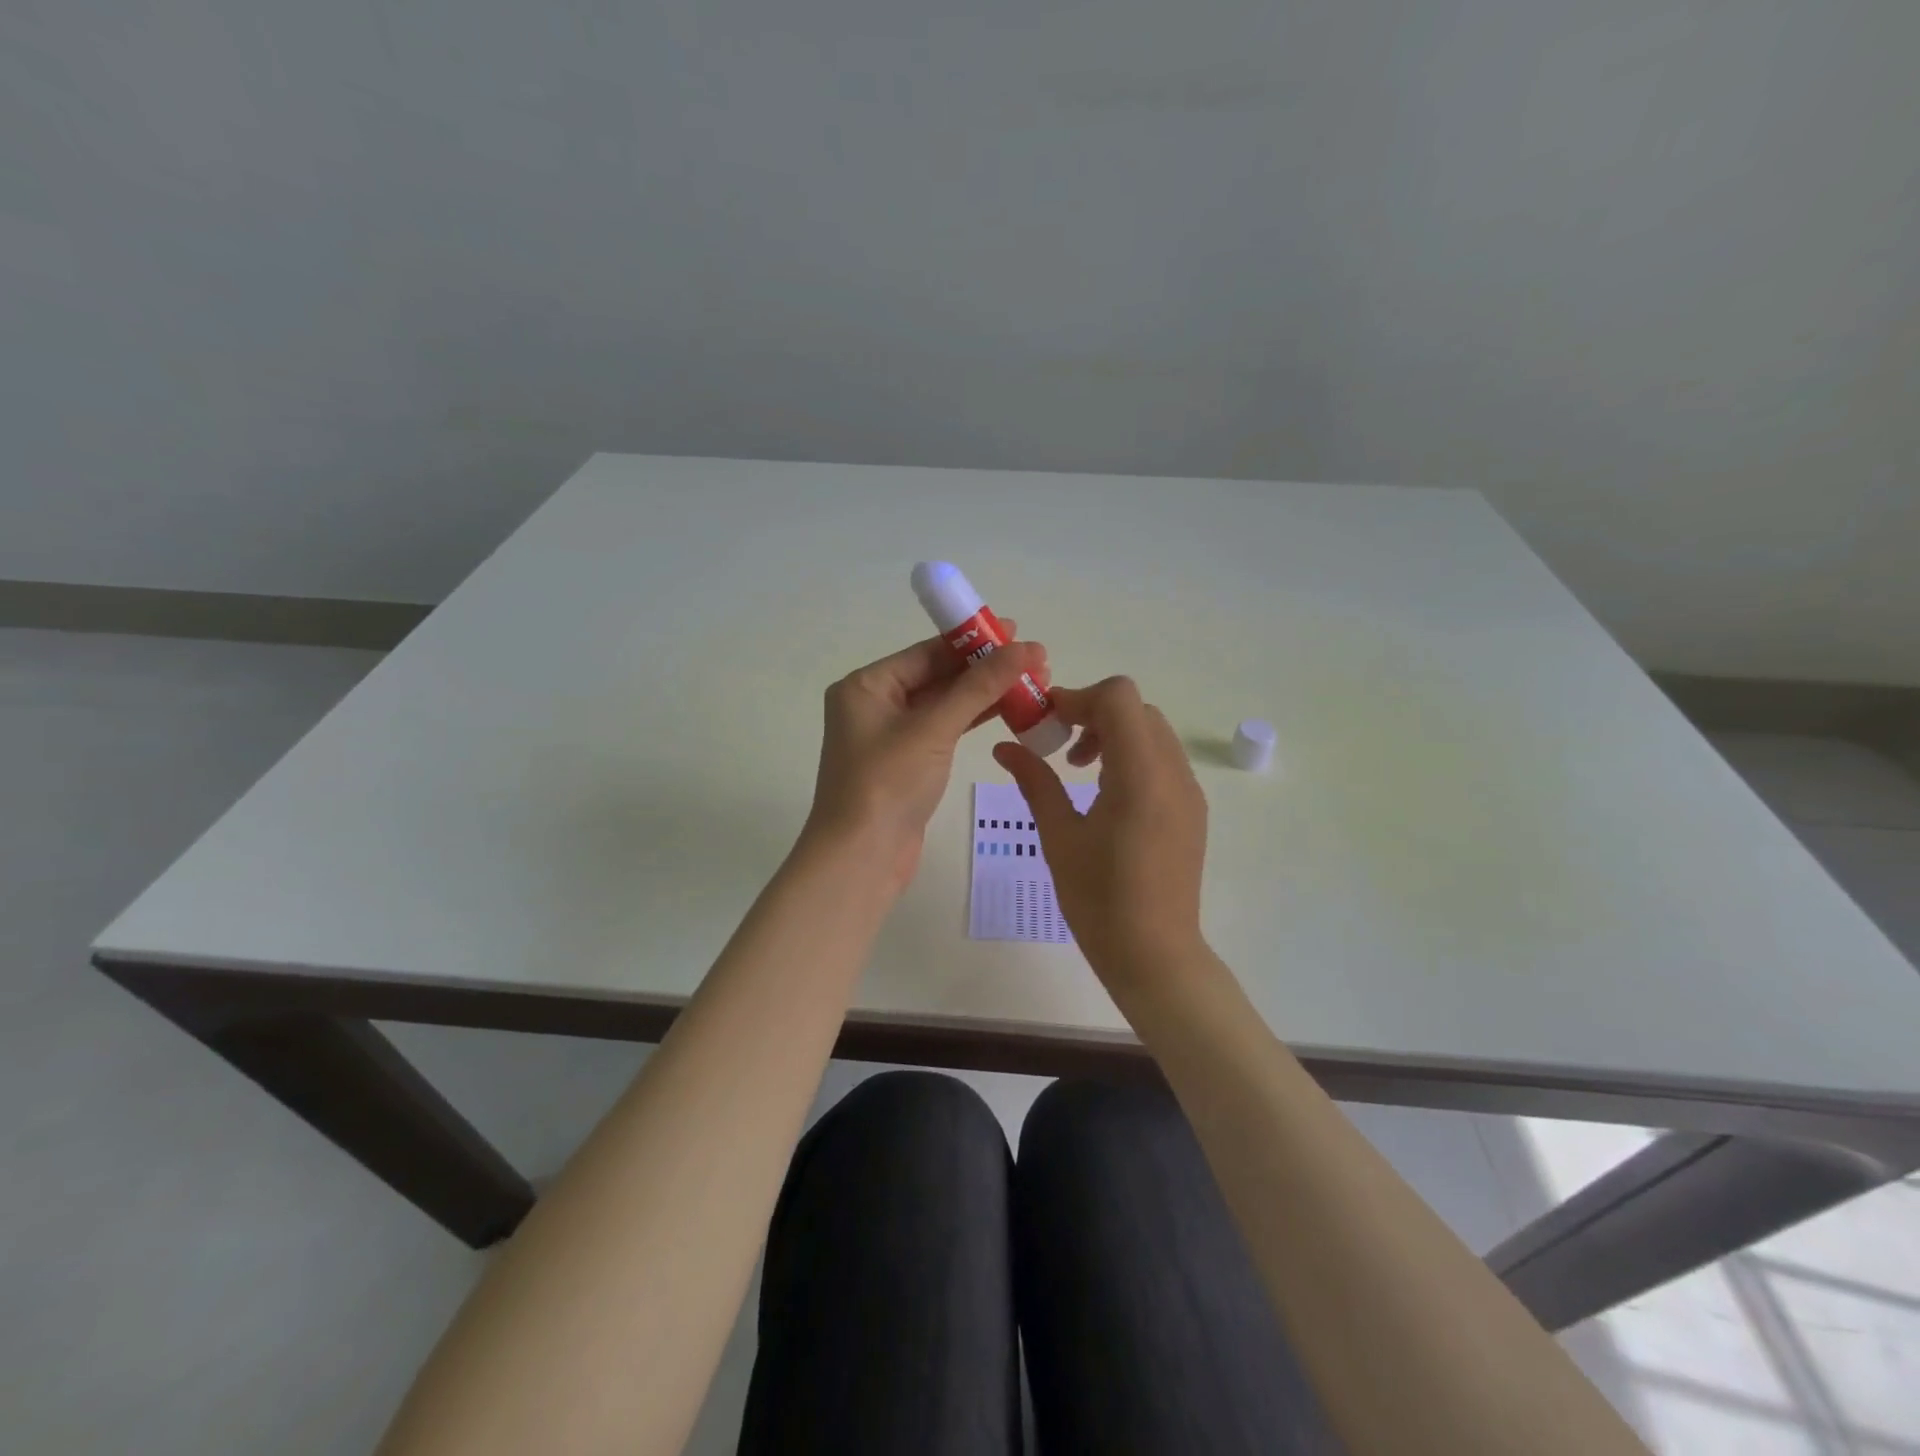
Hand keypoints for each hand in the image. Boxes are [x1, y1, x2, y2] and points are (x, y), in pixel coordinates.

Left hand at [805, 630, 1045, 891]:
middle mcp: (874, 705)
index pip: (926, 652)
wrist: (861, 858)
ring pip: (945, 704)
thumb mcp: (934, 729)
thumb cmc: (887, 784)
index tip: (1016, 631)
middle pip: (937, 676)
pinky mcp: (907, 764)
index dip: (973, 640)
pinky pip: (945, 730)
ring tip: (1032, 683)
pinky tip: (1009, 711)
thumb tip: (1025, 648)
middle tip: (1034, 661)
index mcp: (866, 686)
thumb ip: (979, 687)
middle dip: (984, 668)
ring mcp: (891, 736)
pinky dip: (974, 720)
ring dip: (985, 694)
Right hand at [992, 676, 1208, 991]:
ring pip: (1152, 731)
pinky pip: (1162, 759)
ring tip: (1080, 771)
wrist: (1154, 954)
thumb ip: (1035, 781)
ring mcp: (1188, 790)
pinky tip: (1106, 795)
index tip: (1046, 723)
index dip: (1078, 698)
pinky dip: (1132, 756)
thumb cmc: (1099, 899)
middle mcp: (1173, 772)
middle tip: (1059, 746)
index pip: (1119, 697)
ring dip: (1114, 733)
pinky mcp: (1191, 809)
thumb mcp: (1058, 836)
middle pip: (1137, 708)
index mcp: (1140, 774)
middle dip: (1094, 714)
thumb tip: (1004, 747)